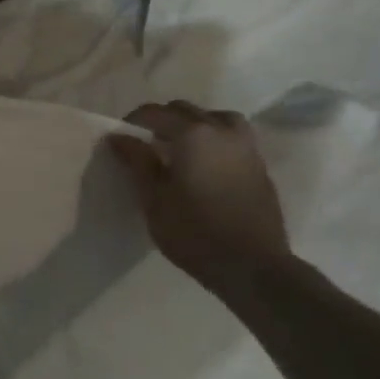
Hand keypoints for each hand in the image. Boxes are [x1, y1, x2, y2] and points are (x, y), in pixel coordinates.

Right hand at [110, 101, 292, 291]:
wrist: (254, 268)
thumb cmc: (194, 233)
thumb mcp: (154, 199)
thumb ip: (137, 161)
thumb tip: (119, 136)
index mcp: (193, 135)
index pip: (155, 112)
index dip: (133, 121)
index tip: (120, 138)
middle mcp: (222, 132)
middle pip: (185, 110)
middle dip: (162, 120)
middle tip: (145, 143)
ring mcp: (246, 148)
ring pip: (215, 118)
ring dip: (194, 125)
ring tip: (180, 147)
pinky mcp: (259, 167)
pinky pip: (232, 138)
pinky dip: (214, 139)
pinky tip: (203, 164)